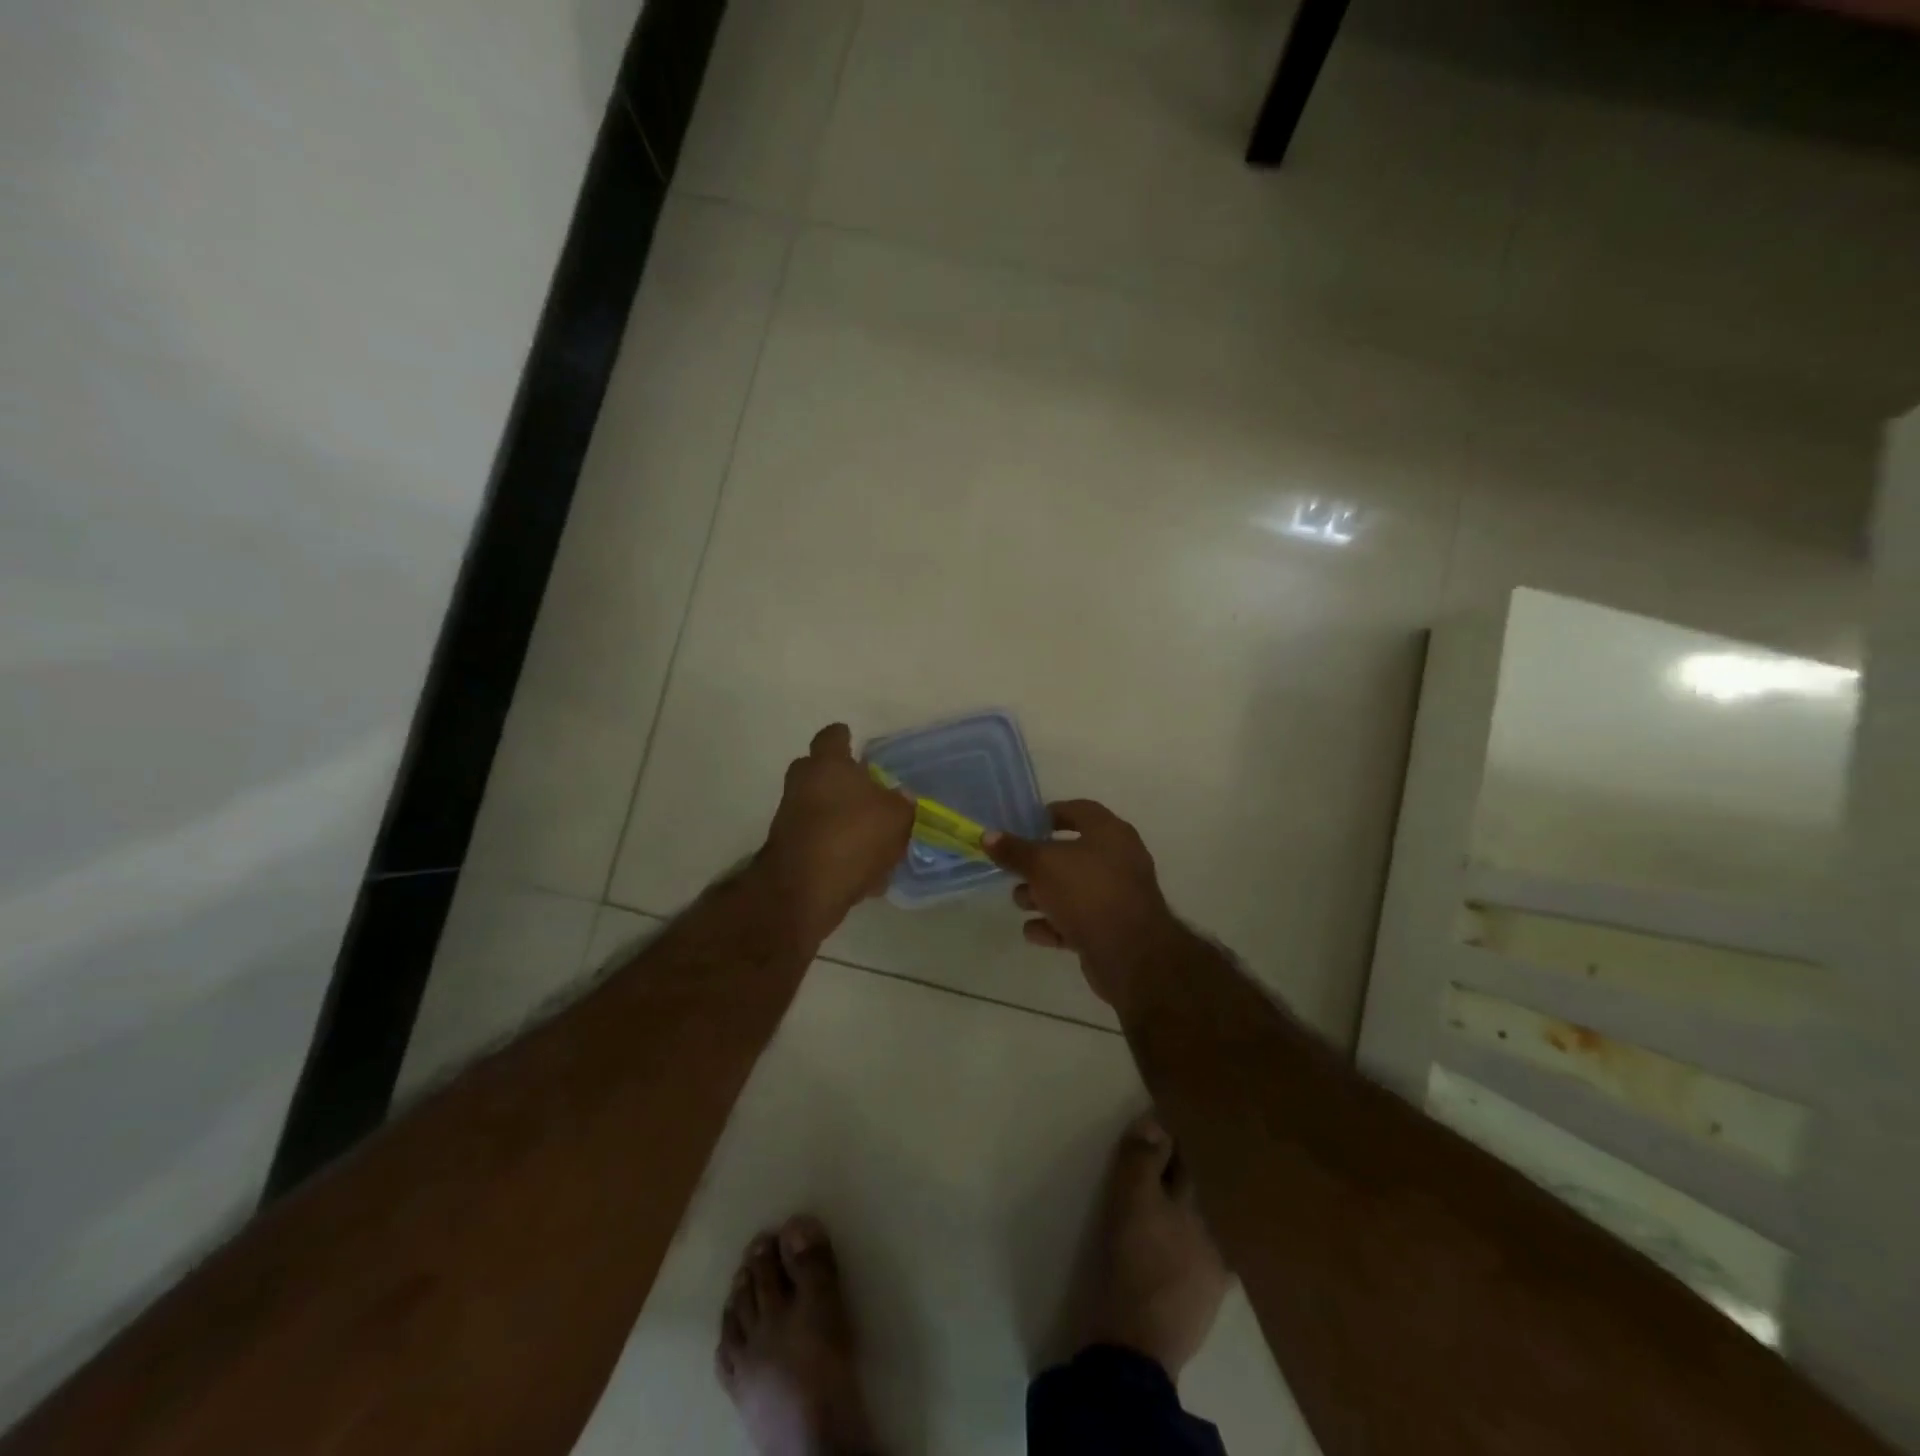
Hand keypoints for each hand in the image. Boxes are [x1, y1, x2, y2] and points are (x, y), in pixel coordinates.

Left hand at [759, 724, 915, 937]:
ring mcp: (790, 818)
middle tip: (867, 794)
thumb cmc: (853, 836)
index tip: (854, 742)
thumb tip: (901, 798)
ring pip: (819, 810)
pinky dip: (836, 853)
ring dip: (840, 821)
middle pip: (818, 772)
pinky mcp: (787, 851)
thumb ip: (902, 803)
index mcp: (828, 764)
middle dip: (840, 781)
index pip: (832, 736)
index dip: (844, 738)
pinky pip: (818, 844)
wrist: (804, 890)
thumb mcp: (897, 817)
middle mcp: (802, 784)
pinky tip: (863, 876)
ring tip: (874, 845)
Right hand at [983, 800, 1179, 1009]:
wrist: (1130, 954)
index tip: (1023, 825)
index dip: (1049, 815)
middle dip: (1039, 865)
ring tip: (1021, 903)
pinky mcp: (1112, 928)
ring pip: (1073, 889)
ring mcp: (1117, 895)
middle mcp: (1118, 859)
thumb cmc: (1087, 893)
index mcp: (1109, 832)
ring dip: (1044, 896)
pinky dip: (1056, 924)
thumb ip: (1014, 850)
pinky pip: (1078, 920)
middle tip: (1014, 870)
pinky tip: (1034, 932)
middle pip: (1071, 854)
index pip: (1078, 810)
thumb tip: (988, 836)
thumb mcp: (1042, 865)